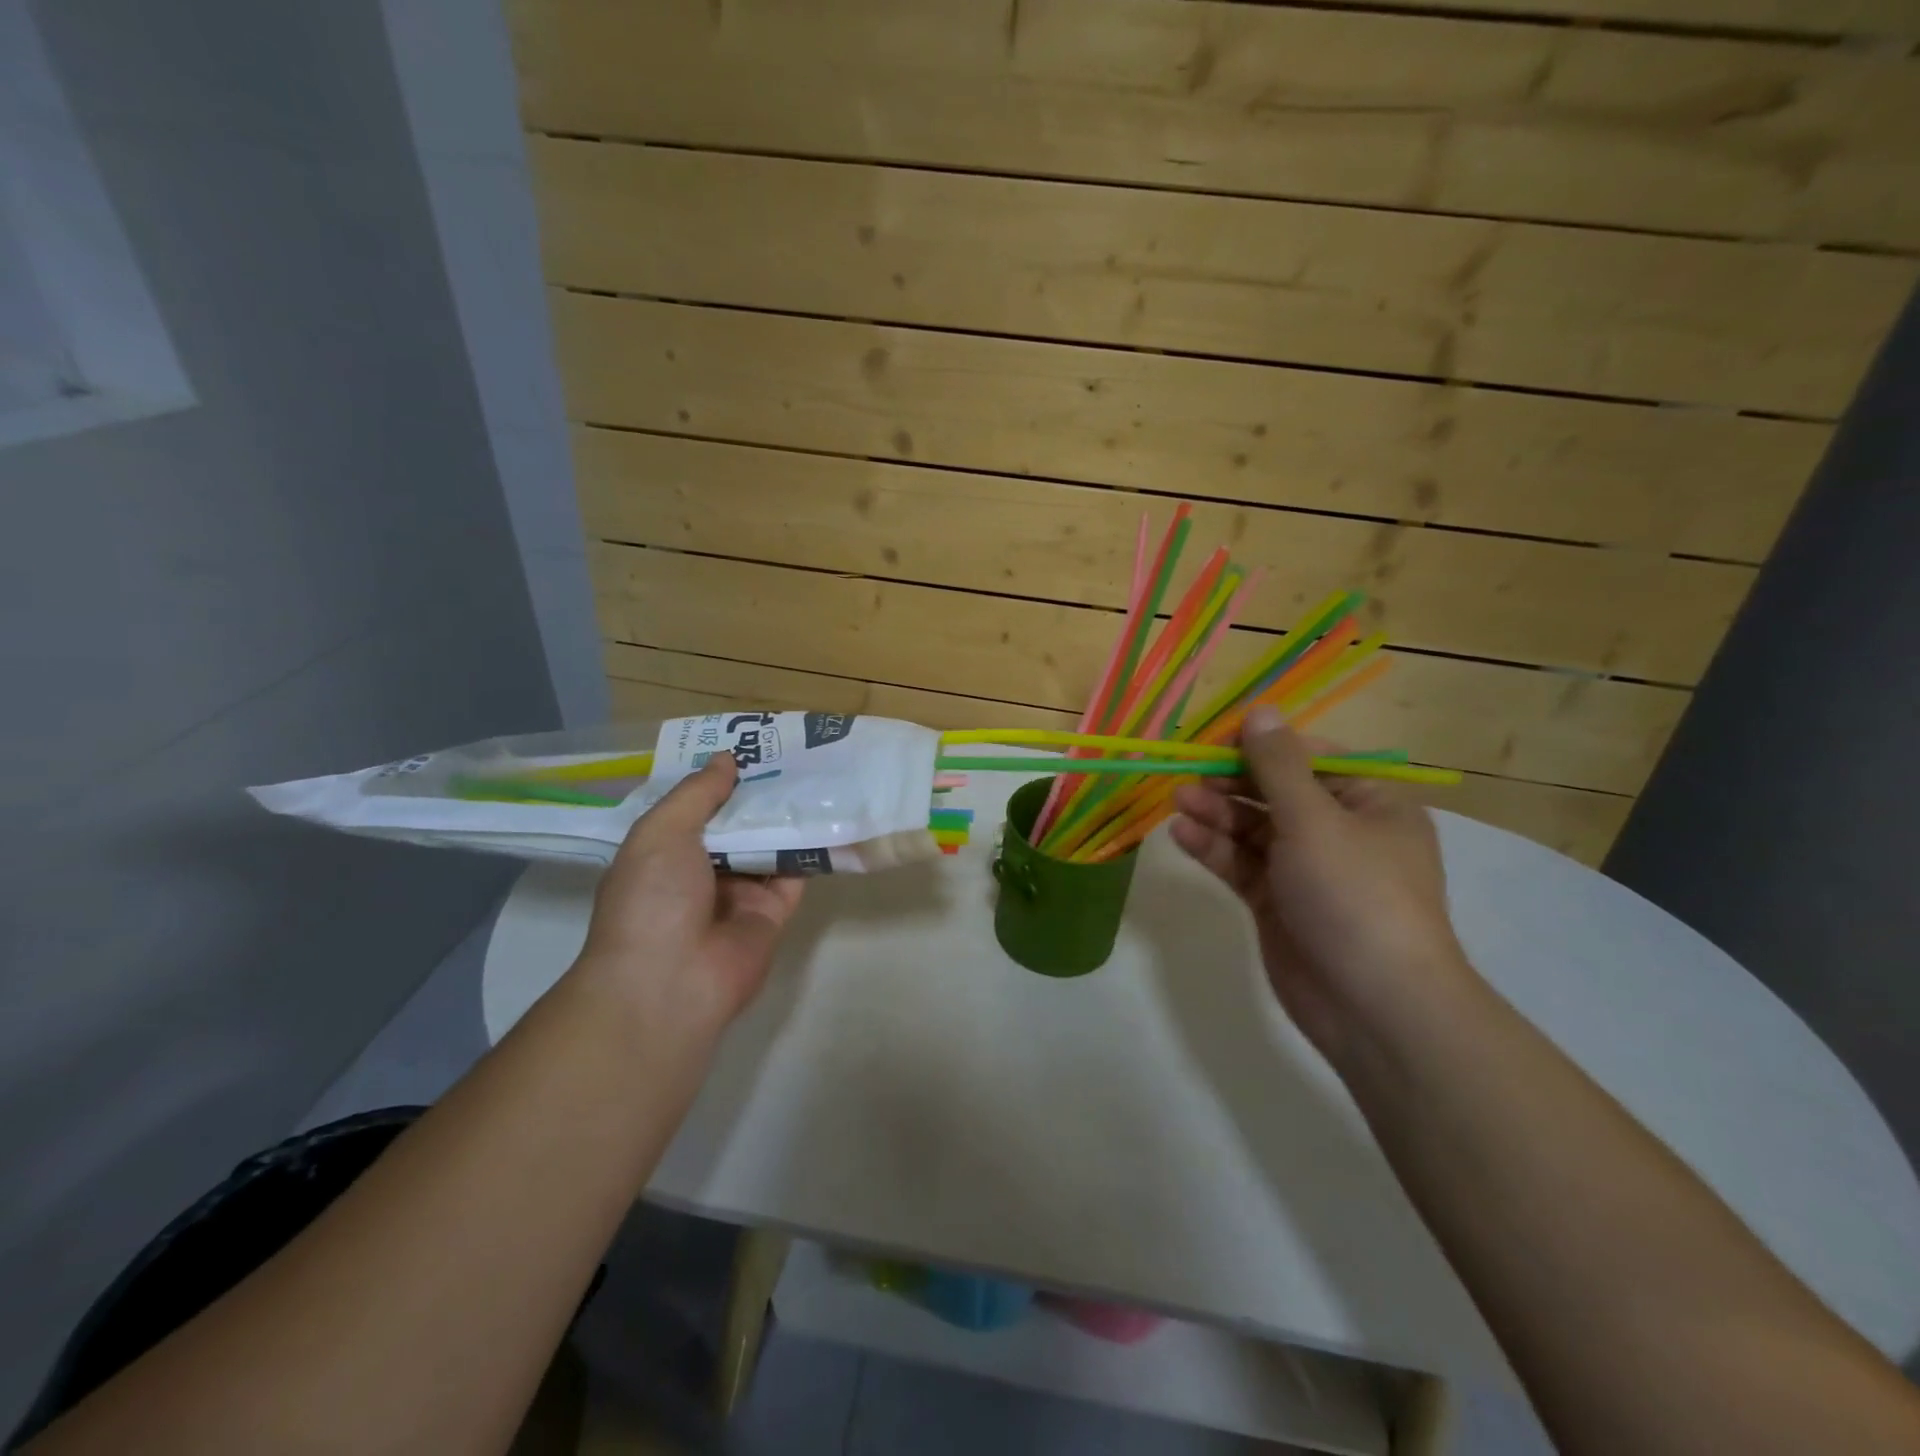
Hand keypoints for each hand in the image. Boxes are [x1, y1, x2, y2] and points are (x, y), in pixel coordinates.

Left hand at [573, 755, 803, 1038]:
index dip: (721, 779)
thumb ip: (698, 794)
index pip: (697, 808)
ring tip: (819, 774)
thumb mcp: (662, 832)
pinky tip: (831, 815)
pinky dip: (811, 849)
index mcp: (665, 852)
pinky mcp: (772, 914)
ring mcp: (739, 894)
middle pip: (738, 824)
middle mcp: (702, 872)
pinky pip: (795, 875)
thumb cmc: (652, 899)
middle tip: (795, 754)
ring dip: (788, 817)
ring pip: (769, 846)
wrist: (670, 983)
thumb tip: (726, 759)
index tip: (751, 747)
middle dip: (760, 794)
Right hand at [1169, 705, 1472, 1062]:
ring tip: (1177, 802)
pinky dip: (1214, 849)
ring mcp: (1307, 870)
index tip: (1214, 741)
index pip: (1310, 758)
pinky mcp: (1279, 903)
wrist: (1374, 1006)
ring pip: (1254, 829)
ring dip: (1217, 814)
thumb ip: (1278, 765)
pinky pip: (1243, 865)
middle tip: (1186, 776)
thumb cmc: (1355, 895)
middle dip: (1231, 782)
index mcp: (1370, 802)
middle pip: (1276, 792)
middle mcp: (1340, 831)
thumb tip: (1260, 710)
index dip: (1262, 746)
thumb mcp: (1315, 819)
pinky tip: (1181, 836)